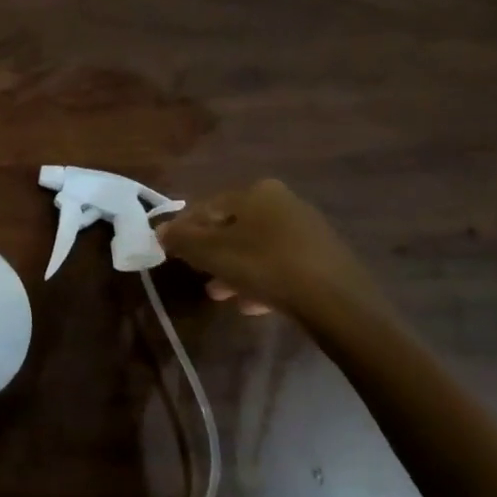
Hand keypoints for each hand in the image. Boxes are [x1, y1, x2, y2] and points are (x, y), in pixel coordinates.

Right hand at [157, 178, 382, 323]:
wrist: (337, 302)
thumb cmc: (264, 265)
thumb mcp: (210, 252)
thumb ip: (181, 239)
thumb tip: (160, 230)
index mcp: (256, 192)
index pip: (207, 206)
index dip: (184, 229)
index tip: (171, 252)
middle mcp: (283, 202)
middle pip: (233, 228)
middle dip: (211, 253)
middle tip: (198, 276)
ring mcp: (307, 230)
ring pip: (256, 248)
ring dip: (234, 269)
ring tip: (221, 295)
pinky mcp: (323, 258)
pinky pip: (280, 265)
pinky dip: (261, 280)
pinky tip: (251, 305)